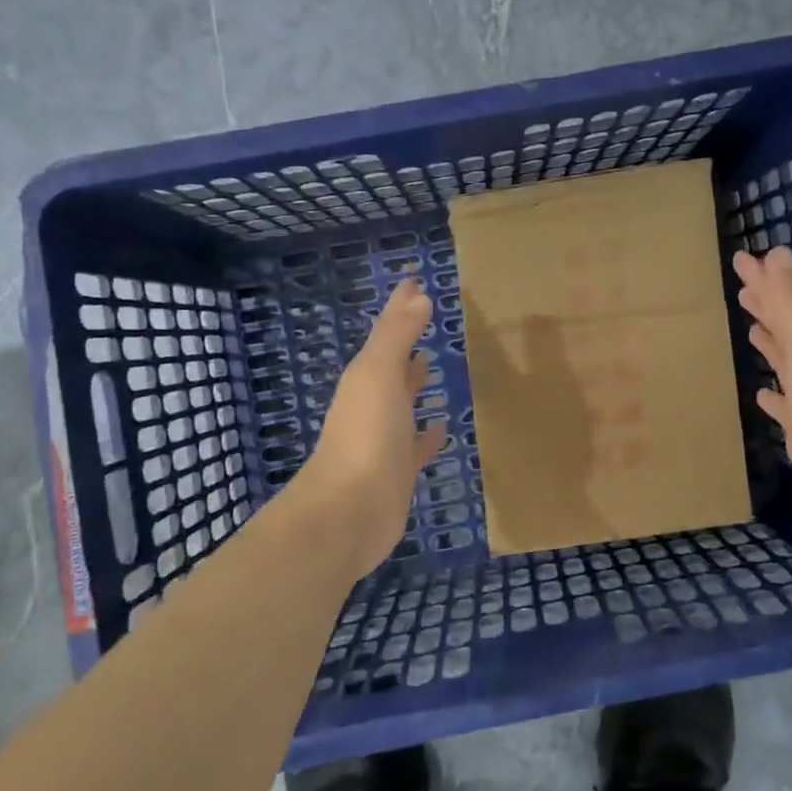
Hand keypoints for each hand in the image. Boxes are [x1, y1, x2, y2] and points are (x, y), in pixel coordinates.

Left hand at [292, 277, 447, 582]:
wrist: (349, 511)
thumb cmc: (365, 436)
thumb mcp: (378, 375)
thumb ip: (397, 335)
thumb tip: (418, 295)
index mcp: (366, 376)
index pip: (387, 330)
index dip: (400, 305)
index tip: (415, 280)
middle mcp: (373, 401)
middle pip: (392, 362)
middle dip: (405, 339)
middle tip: (426, 315)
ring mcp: (385, 436)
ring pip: (402, 399)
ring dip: (414, 382)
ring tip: (432, 362)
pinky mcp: (399, 469)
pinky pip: (417, 443)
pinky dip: (428, 433)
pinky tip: (442, 426)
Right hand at [734, 246, 791, 524]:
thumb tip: (778, 253)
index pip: (785, 302)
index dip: (763, 280)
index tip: (741, 258)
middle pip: (786, 327)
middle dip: (766, 306)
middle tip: (741, 287)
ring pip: (785, 362)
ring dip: (770, 345)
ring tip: (750, 329)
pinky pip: (783, 406)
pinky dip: (772, 397)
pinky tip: (761, 395)